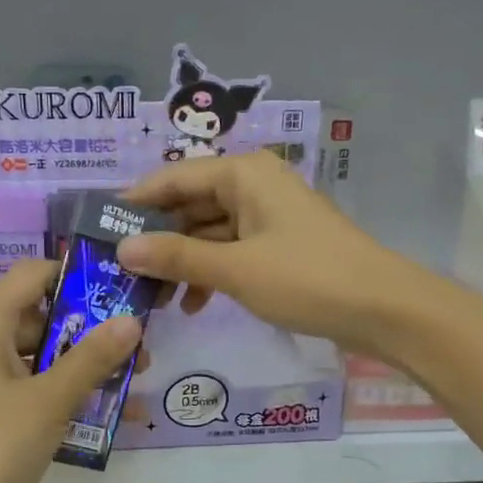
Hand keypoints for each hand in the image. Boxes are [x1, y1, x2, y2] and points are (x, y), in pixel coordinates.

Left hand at [0, 260, 140, 482]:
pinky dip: (60, 393)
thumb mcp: (50, 400)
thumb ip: (92, 358)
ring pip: (37, 355)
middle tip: (137, 352)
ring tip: (130, 386)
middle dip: (91, 332)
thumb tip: (132, 321)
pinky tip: (102, 415)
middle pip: (40, 316)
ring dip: (81, 368)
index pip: (34, 274)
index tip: (121, 293)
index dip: (78, 278)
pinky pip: (27, 386)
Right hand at [120, 151, 423, 356]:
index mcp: (243, 174)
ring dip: (182, 262)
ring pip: (209, 232)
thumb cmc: (307, 278)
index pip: (173, 178)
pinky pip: (231, 251)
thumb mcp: (235, 269)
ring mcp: (268, 216)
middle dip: (158, 241)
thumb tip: (122, 248)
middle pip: (190, 205)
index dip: (135, 204)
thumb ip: (177, 257)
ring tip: (153, 298)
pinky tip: (193, 304)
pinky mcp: (279, 245)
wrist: (383, 308)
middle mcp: (253, 185)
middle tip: (121, 274)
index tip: (99, 232)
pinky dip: (211, 273)